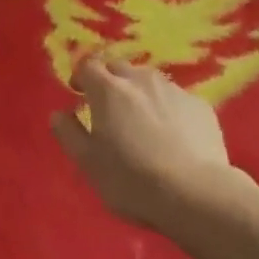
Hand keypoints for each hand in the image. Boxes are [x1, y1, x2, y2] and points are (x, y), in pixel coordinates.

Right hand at [52, 56, 235, 230]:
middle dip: (110, 81)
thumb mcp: (88, 163)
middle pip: (119, 68)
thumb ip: (68, 134)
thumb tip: (58, 114)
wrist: (196, 194)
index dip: (81, 76)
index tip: (79, 93)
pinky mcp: (201, 106)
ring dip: (139, 92)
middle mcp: (140, 80)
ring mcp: (174, 90)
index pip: (88, 65)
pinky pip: (176, 99)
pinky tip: (172, 134)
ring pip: (149, 80)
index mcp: (109, 90)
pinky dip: (167, 108)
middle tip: (109, 108)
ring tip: (141, 120)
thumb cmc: (132, 179)